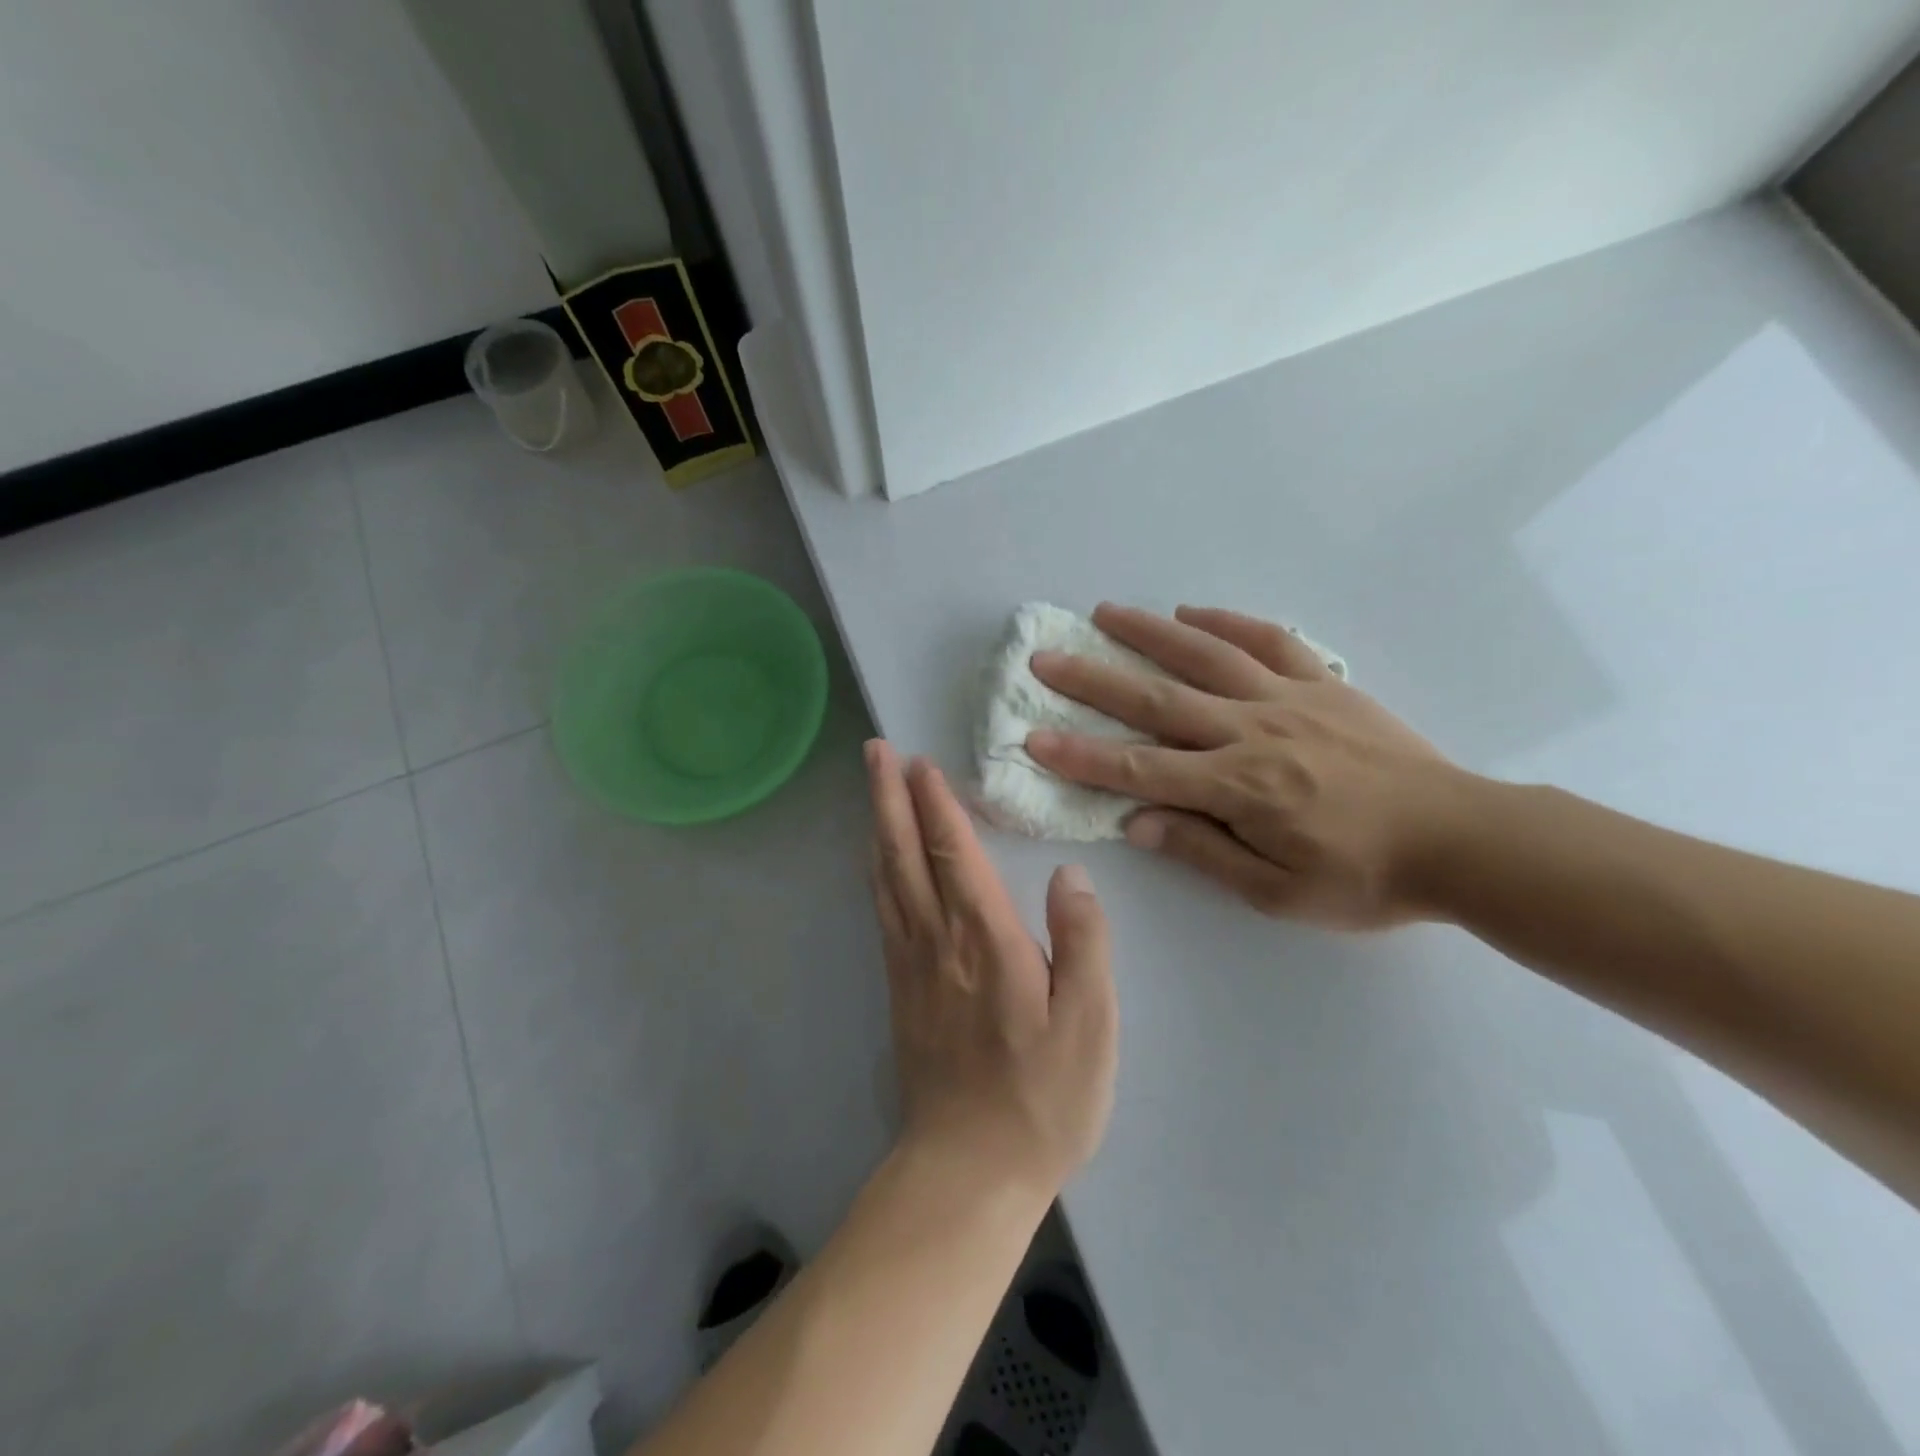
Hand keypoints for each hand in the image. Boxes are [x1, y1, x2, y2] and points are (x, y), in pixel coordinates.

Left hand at [865, 740, 1117, 1197]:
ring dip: (877, 824)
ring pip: (886, 877)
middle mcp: (938, 940)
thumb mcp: (1090, 1025)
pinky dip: (877, 871)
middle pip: (905, 853)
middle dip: (889, 796)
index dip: (936, 803)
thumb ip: (1084, 943)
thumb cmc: (1042, 1098)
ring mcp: (911, 963)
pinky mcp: (899, 988)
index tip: (921, 761)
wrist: (968, 1170)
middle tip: (875, 750)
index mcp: (985, 940)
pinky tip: (877, 859)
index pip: (955, 853)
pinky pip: (883, 910)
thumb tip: (1070, 875)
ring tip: (871, 787)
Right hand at [1026, 604, 1470, 928]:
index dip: (1082, 755)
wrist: (1461, 840)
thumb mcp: (1278, 893)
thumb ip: (1204, 852)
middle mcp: (1252, 731)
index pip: (1141, 768)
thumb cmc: (1365, 878)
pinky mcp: (1322, 684)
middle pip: (1158, 699)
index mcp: (1239, 788)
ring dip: (1148, 632)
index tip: (1033, 738)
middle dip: (1094, 679)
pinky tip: (1190, 611)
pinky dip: (1226, 621)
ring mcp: (1289, 699)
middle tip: (1047, 656)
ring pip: (1206, 655)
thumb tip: (1137, 822)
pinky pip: (1268, 641)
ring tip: (1104, 613)